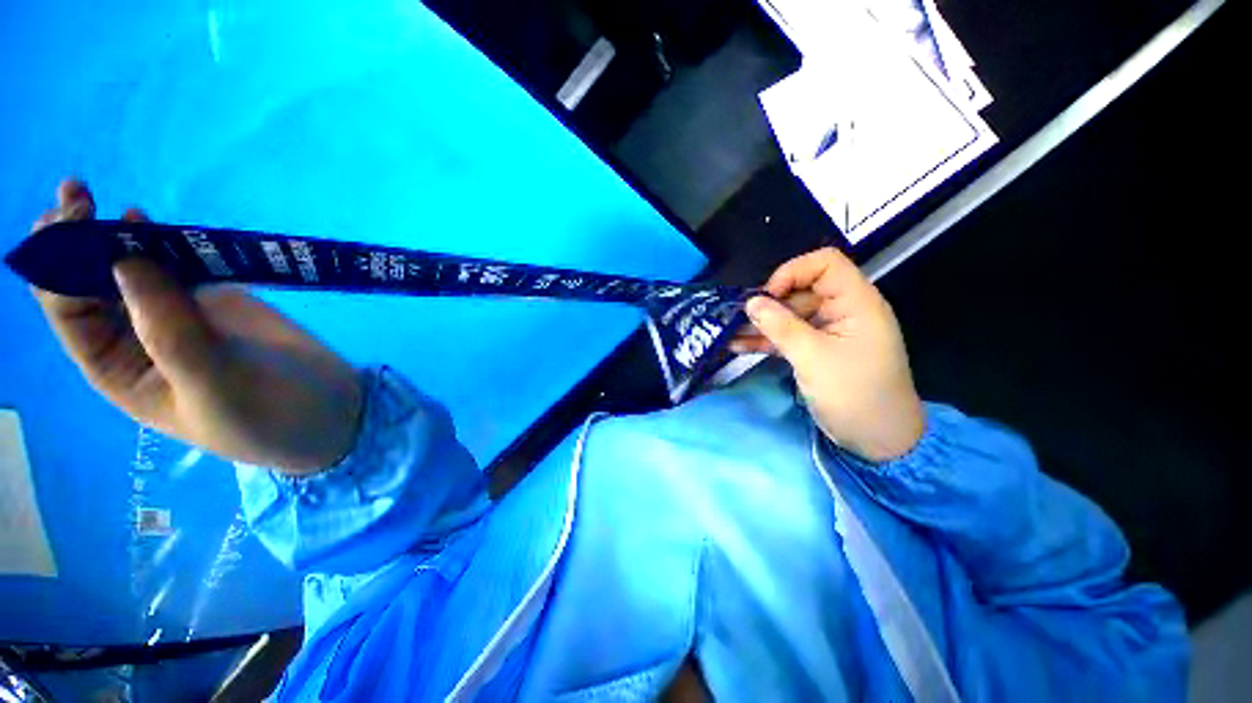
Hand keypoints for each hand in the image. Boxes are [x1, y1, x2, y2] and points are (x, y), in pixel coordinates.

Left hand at [30, 180, 362, 473]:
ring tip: (115, 199)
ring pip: (138, 269)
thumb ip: (169, 334)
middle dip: (78, 240)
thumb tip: (125, 262)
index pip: (70, 314)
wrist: (333, 410)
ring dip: (123, 234)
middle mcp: (139, 339)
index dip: (59, 266)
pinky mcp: (222, 304)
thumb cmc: (269, 415)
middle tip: (77, 192)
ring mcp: (182, 316)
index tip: (68, 219)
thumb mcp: (214, 387)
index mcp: (122, 370)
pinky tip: (163, 224)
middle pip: (92, 283)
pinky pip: (186, 267)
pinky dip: (173, 243)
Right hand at [731, 248, 923, 461]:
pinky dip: (767, 340)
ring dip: (761, 324)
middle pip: (802, 290)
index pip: (825, 264)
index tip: (767, 296)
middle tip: (738, 319)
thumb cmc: (854, 394)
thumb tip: (751, 302)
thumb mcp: (813, 358)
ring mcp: (829, 332)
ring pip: (791, 316)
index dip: (793, 272)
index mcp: (856, 303)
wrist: (878, 441)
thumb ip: (781, 326)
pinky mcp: (818, 350)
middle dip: (769, 303)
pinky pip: (789, 336)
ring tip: (729, 333)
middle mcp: (843, 311)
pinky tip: (739, 346)